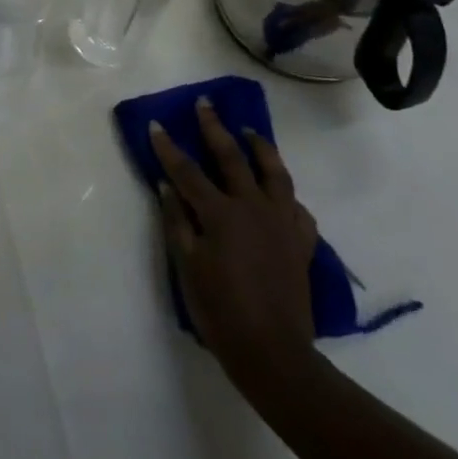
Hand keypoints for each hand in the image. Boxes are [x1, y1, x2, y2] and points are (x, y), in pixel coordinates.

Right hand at [152, 99, 318, 384]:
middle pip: (232, 158)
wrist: (273, 354)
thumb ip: (176, 220)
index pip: (188, 171)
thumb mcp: (186, 265)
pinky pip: (298, 210)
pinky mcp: (301, 244)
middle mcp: (254, 209)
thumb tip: (165, 184)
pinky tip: (280, 193)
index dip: (169, 147)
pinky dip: (286, 195)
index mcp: (221, 214)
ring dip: (260, 148)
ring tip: (250, 131)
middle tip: (205, 104)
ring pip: (275, 174)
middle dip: (215, 128)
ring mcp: (283, 225)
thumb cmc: (220, 310)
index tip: (156, 124)